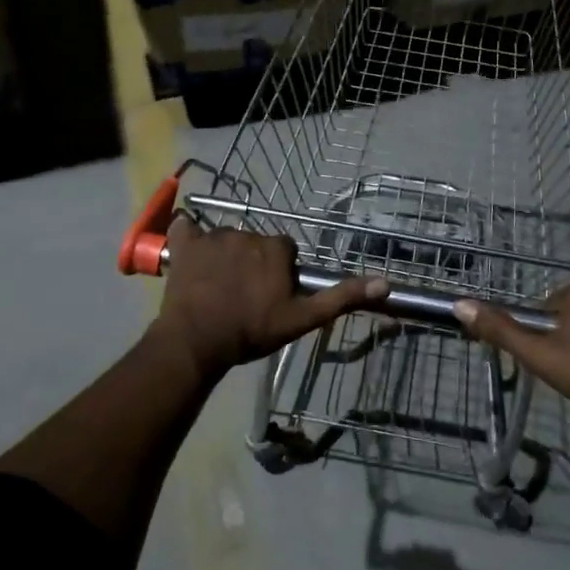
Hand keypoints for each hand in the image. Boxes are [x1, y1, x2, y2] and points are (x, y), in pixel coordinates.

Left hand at [150, 220, 386, 377]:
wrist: (198, 341)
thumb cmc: (252, 330)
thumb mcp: (302, 318)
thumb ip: (341, 298)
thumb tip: (385, 283)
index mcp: (276, 247)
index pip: (284, 251)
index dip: (279, 272)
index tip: (271, 295)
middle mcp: (247, 232)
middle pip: (255, 244)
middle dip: (252, 263)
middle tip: (245, 296)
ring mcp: (213, 236)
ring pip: (225, 239)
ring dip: (224, 257)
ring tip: (217, 289)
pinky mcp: (184, 244)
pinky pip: (185, 228)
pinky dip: (187, 236)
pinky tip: (187, 252)